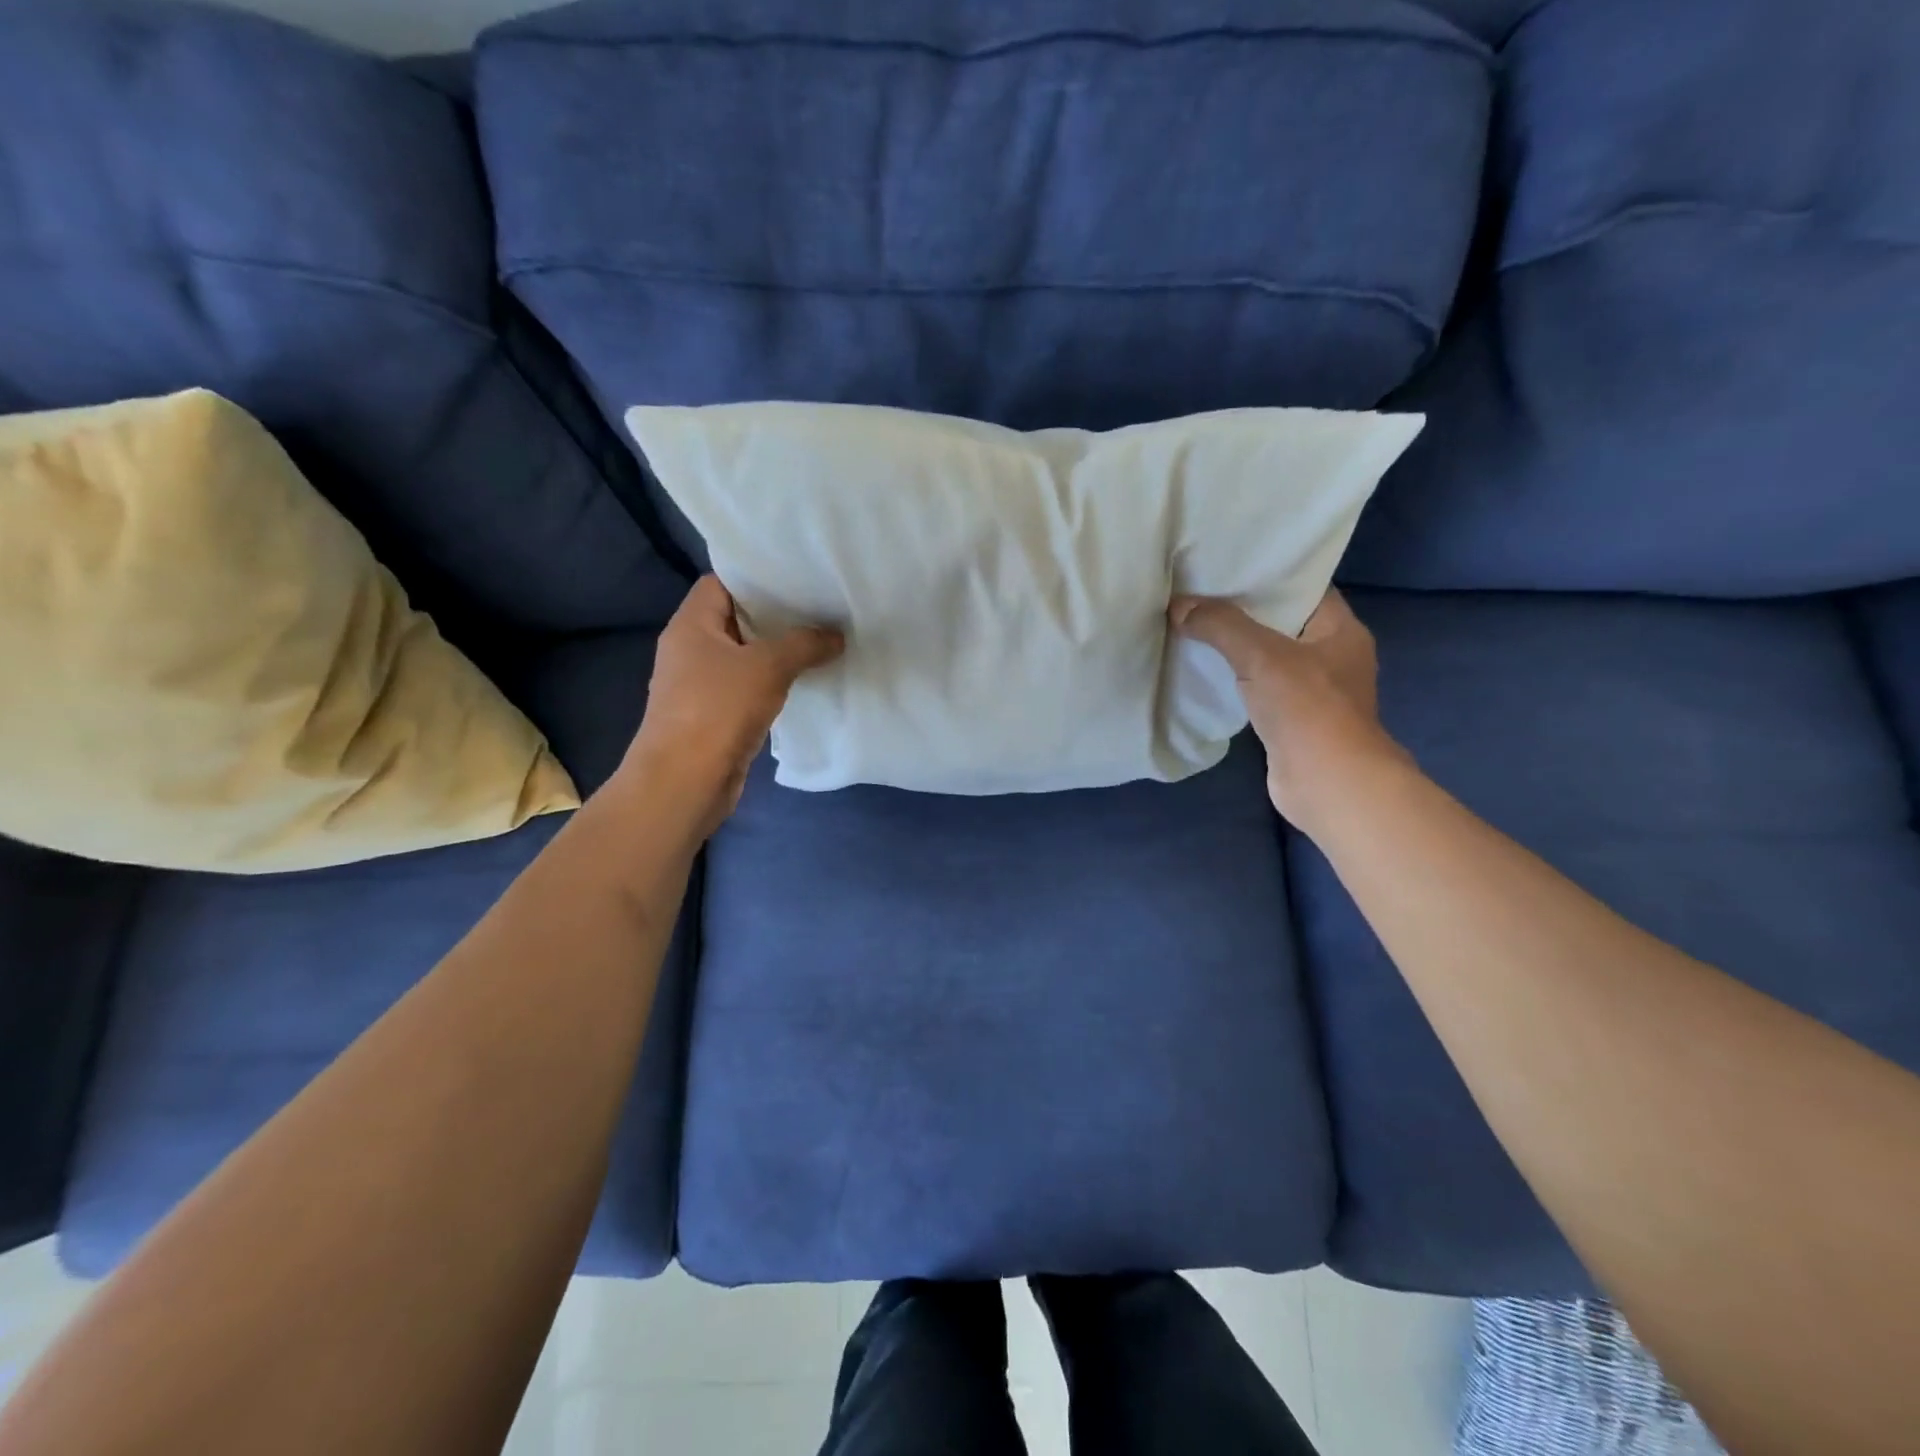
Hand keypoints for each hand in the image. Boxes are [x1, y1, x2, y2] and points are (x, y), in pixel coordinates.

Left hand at [621, 576, 842, 833]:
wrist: (685, 781)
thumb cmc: (718, 709)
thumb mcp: (768, 667)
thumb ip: (804, 644)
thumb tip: (835, 636)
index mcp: (691, 625)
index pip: (720, 583)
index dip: (755, 577)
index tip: (796, 578)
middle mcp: (690, 649)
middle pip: (735, 619)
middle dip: (775, 616)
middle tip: (819, 608)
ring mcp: (700, 685)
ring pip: (744, 657)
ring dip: (777, 653)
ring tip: (820, 641)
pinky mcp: (714, 715)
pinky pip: (747, 688)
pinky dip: (772, 684)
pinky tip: (804, 683)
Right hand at [1170, 589, 1405, 835]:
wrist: (1327, 783)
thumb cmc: (1307, 709)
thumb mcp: (1261, 655)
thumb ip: (1220, 626)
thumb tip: (1178, 607)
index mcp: (1341, 629)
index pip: (1304, 588)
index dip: (1267, 575)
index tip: (1226, 565)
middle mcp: (1333, 655)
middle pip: (1282, 622)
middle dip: (1242, 610)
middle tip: (1198, 593)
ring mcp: (1315, 691)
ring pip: (1268, 657)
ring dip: (1236, 647)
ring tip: (1193, 626)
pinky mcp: (1294, 721)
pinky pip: (1259, 688)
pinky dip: (1235, 680)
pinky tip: (1203, 672)